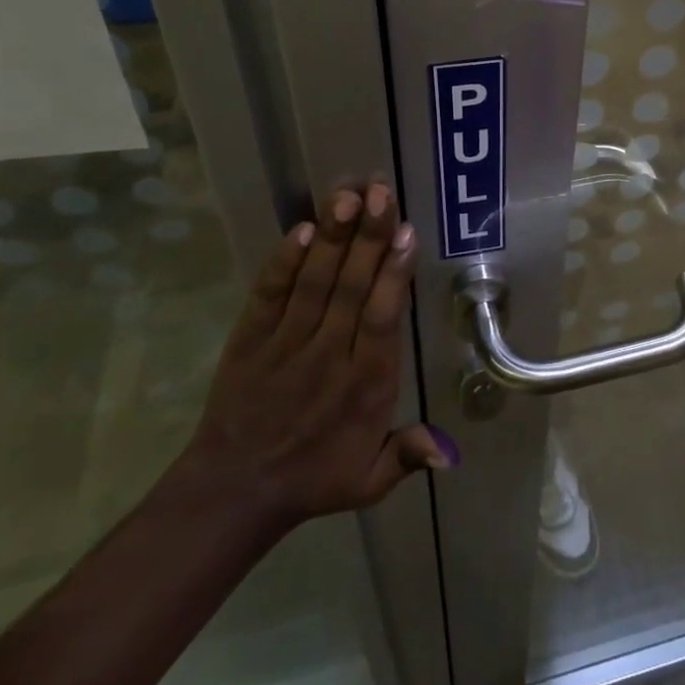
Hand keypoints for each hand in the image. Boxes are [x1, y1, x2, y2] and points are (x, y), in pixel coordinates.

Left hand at [179, 182, 452, 532]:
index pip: (381, 319)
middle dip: (367, 237)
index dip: (393, 274)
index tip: (406, 233)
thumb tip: (452, 452)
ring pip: (314, 283)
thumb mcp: (369, 480)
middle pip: (351, 288)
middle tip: (380, 191)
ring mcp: (285, 345)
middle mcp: (327, 357)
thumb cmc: (313, 479)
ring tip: (346, 195)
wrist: (231, 493)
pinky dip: (283, 263)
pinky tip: (300, 230)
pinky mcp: (249, 341)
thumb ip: (409, 454)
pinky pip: (268, 296)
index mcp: (364, 386)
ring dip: (332, 238)